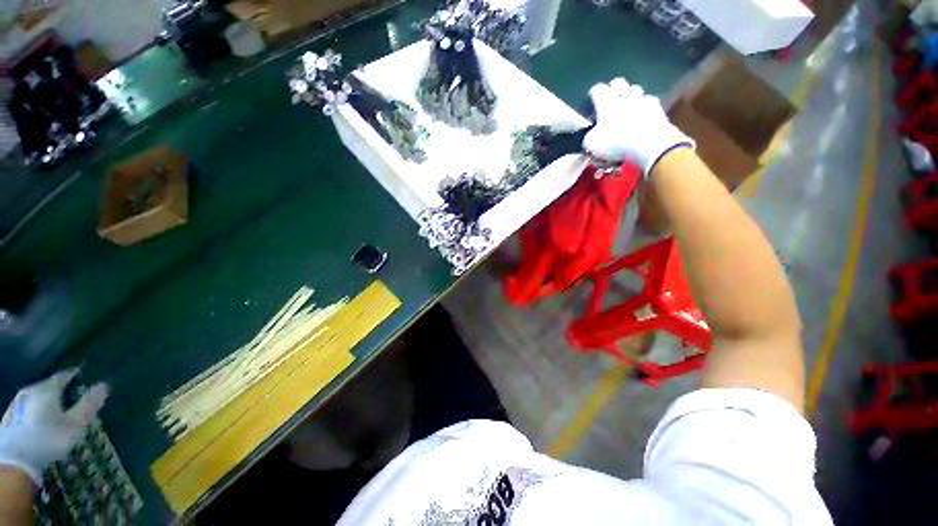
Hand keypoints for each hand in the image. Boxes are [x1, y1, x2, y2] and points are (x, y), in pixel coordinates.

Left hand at [0, 370, 107, 484]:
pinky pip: (29, 407)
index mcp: (47, 388)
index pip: (64, 375)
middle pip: (48, 386)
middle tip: (71, 397)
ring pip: (36, 397)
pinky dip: (37, 410)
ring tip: (56, 410)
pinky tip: (39, 421)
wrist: (14, 460)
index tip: (84, 377)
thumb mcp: (73, 424)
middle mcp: (31, 390)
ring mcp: (18, 403)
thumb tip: (104, 385)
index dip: (74, 375)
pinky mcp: (12, 416)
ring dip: (47, 401)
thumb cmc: (48, 439)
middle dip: (60, 390)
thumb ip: (88, 405)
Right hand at [583, 78, 694, 175]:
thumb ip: (588, 137)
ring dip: (630, 96)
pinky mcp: (657, 109)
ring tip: (626, 107)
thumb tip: (590, 136)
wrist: (649, 144)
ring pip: (636, 90)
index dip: (592, 94)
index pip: (597, 89)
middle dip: (613, 89)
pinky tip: (642, 118)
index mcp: (606, 103)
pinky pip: (649, 103)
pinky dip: (644, 108)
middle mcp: (624, 96)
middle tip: (609, 100)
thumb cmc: (616, 143)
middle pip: (618, 82)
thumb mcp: (591, 145)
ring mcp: (643, 100)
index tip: (590, 101)